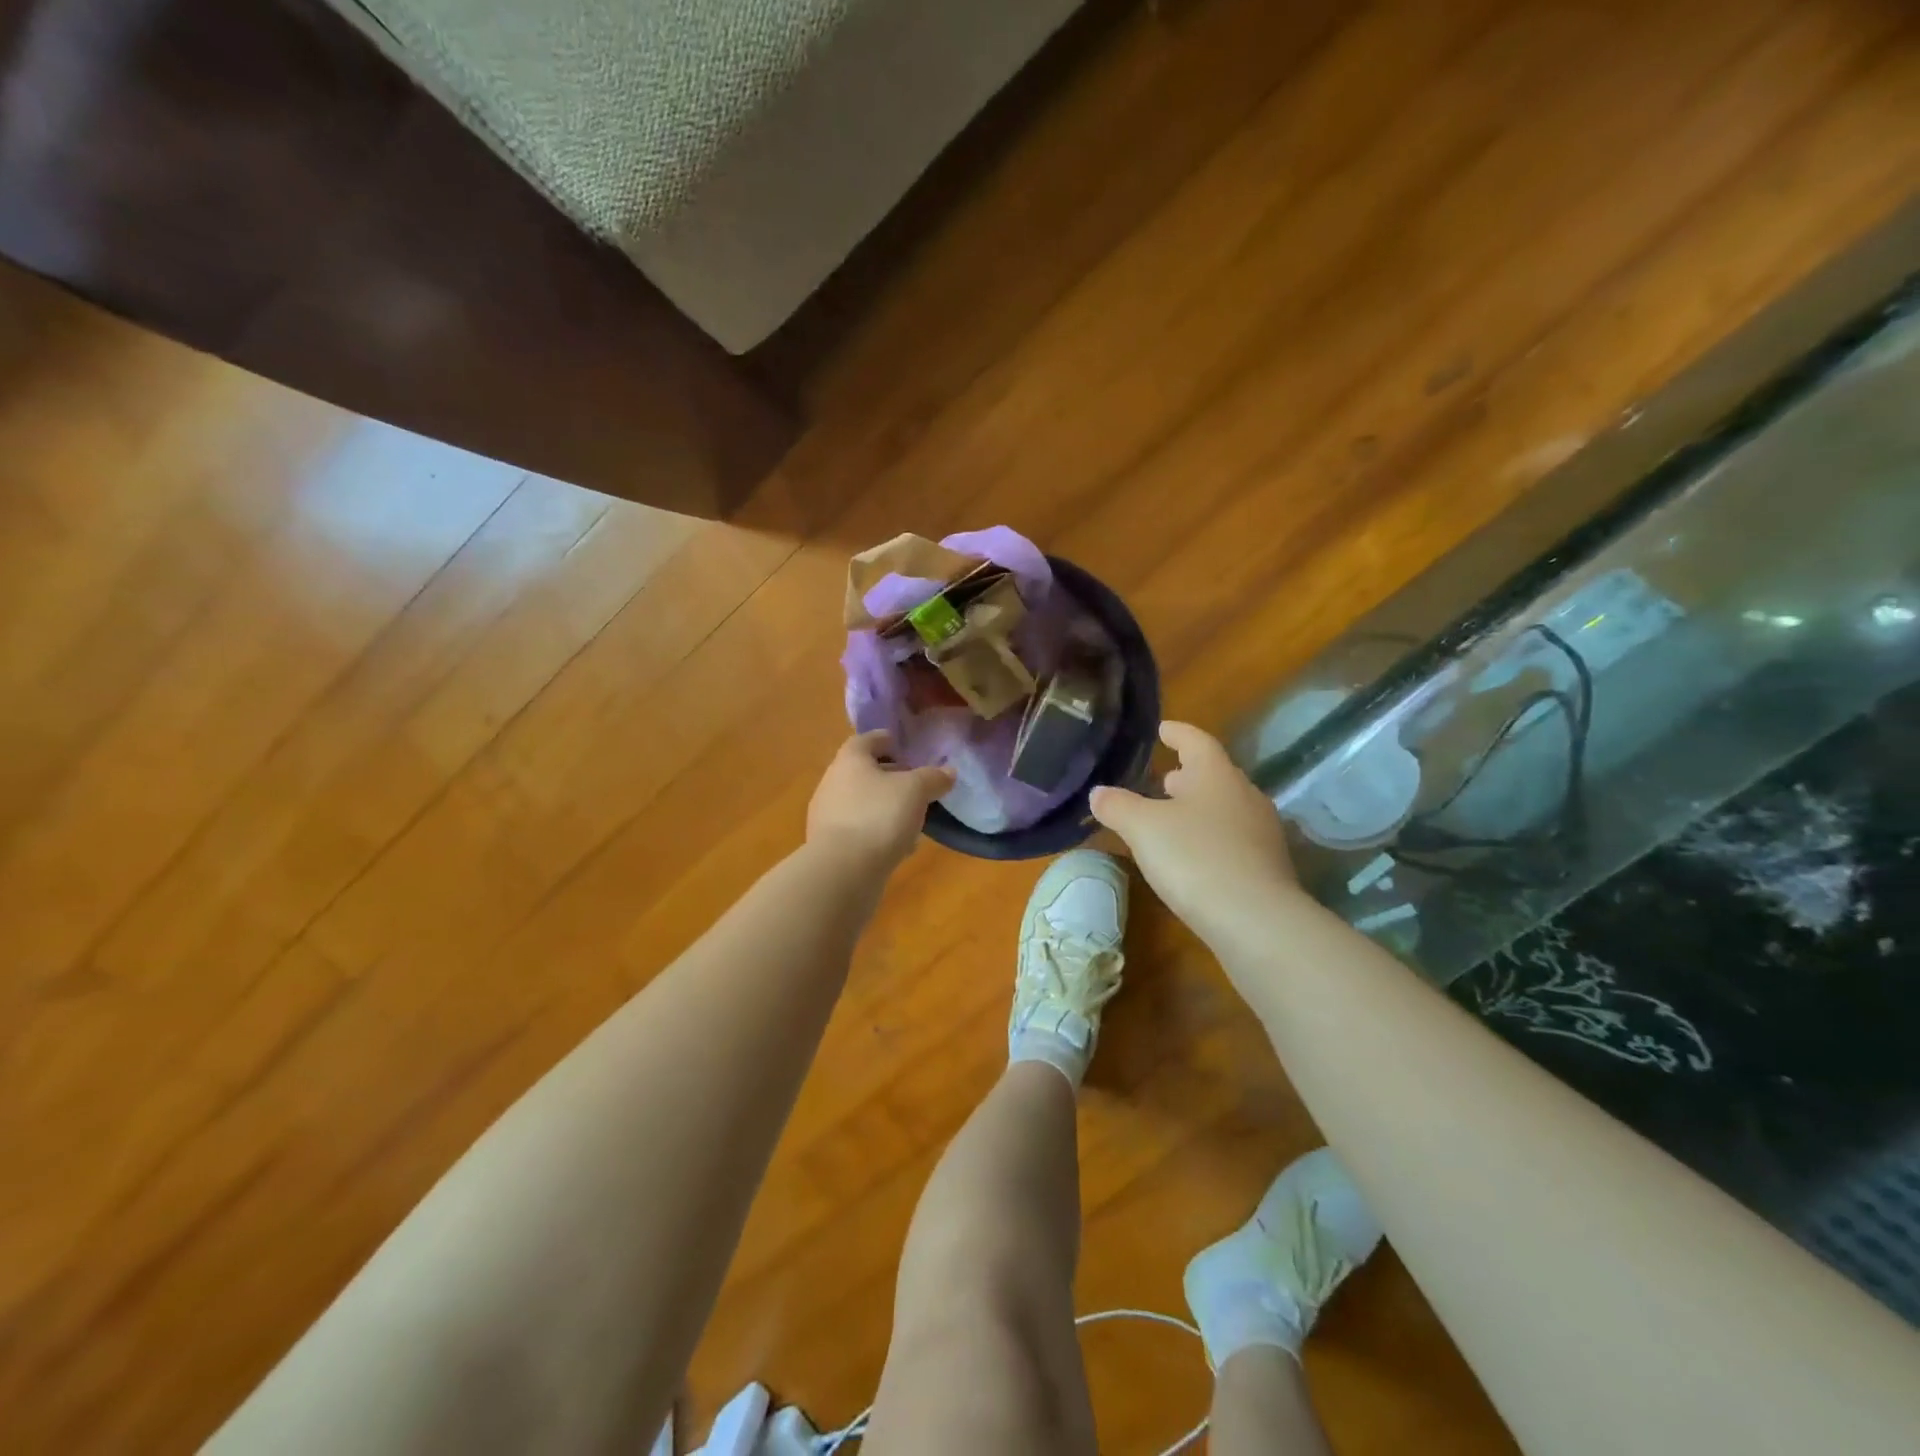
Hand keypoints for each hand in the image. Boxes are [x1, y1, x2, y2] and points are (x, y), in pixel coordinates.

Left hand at [807, 731, 955, 870]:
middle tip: (917, 783)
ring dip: (886, 806)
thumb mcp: (916, 790)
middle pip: (864, 772)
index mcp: (850, 760)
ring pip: (863, 803)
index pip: (866, 740)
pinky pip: (860, 830)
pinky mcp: (831, 846)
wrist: (842, 871)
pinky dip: (879, 832)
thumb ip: (933, 778)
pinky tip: (900, 846)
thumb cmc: (879, 816)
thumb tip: (948, 772)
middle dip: (890, 776)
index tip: (905, 746)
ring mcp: (828, 816)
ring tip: (913, 817)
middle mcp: (833, 783)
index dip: (887, 740)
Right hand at [1090, 722, 1298, 951]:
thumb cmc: (1194, 857)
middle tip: (1164, 778)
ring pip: (1225, 808)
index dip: (1178, 733)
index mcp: (1216, 775)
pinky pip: (1234, 839)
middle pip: (1215, 775)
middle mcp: (1245, 795)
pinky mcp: (1268, 867)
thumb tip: (1098, 792)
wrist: (1255, 920)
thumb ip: (1118, 806)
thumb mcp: (1143, 828)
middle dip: (1188, 775)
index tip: (1163, 729)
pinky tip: (1193, 856)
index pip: (1197, 741)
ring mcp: (1262, 832)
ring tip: (1174, 816)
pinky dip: (1210, 838)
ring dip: (1200, 807)